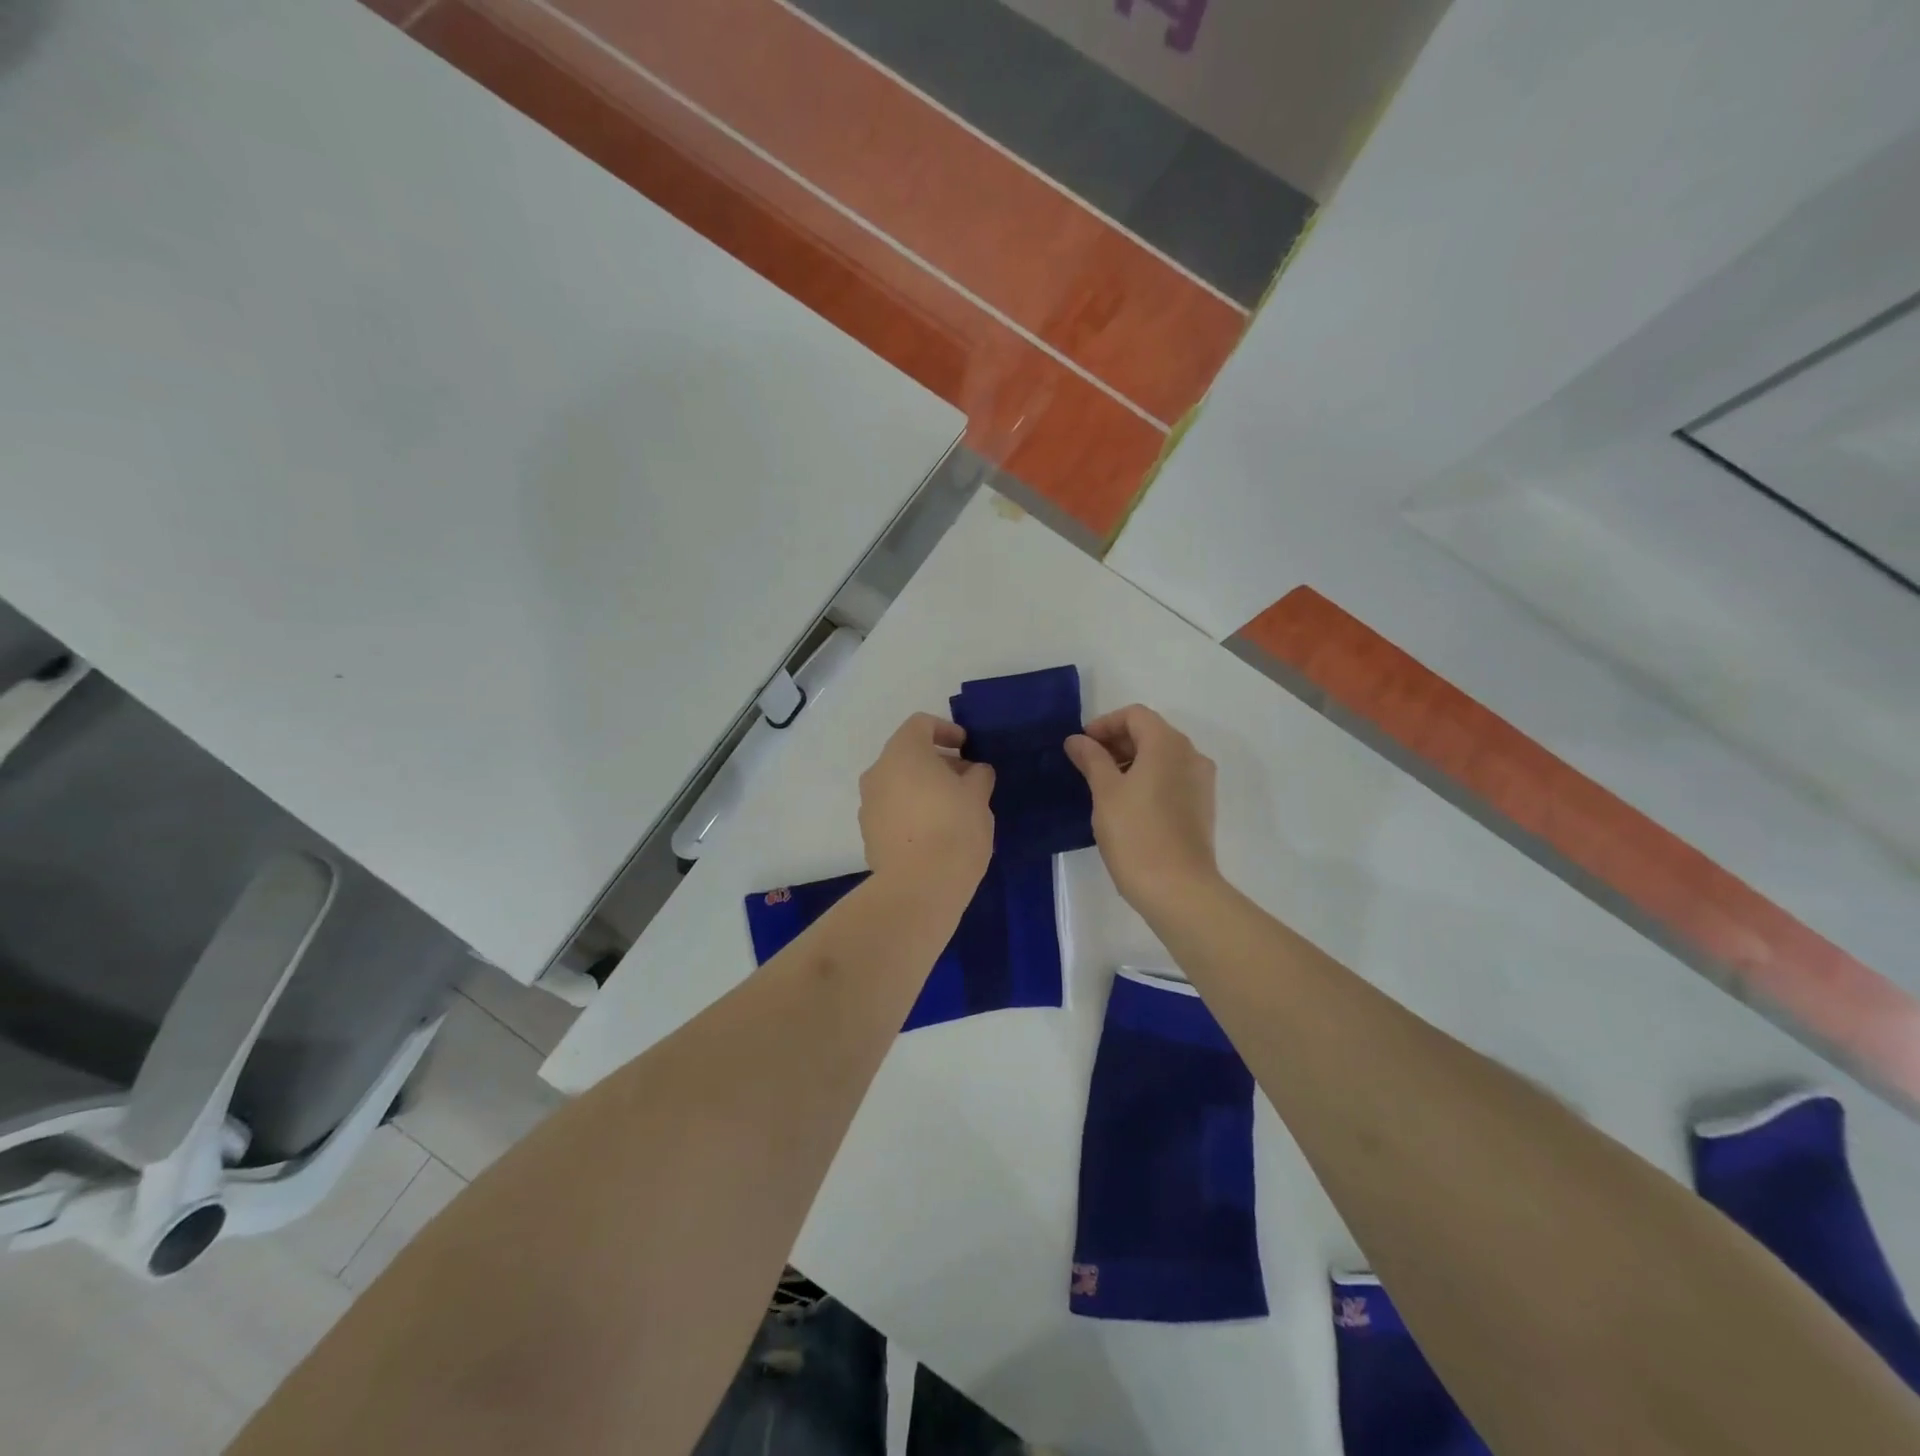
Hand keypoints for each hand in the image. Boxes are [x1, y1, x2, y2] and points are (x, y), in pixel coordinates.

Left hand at [858, 714, 995, 889]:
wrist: (919, 887)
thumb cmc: (954, 828)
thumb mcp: (978, 796)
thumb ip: (978, 775)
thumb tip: (974, 772)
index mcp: (903, 753)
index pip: (921, 724)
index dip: (946, 730)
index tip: (967, 748)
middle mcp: (878, 772)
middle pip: (908, 755)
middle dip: (938, 763)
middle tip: (967, 781)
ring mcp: (868, 804)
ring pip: (898, 784)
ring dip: (923, 789)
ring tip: (953, 810)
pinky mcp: (868, 834)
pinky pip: (891, 811)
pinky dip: (911, 812)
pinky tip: (934, 834)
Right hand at [1064, 704, 1219, 917]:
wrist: (1179, 889)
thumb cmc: (1136, 834)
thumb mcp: (1105, 793)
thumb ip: (1091, 759)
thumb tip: (1077, 740)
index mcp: (1167, 744)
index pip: (1135, 715)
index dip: (1104, 724)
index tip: (1081, 746)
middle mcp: (1191, 755)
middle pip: (1151, 732)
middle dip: (1117, 742)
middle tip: (1087, 765)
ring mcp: (1201, 782)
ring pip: (1162, 757)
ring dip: (1132, 761)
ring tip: (1103, 786)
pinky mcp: (1202, 806)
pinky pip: (1172, 778)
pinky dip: (1148, 779)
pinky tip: (1127, 804)